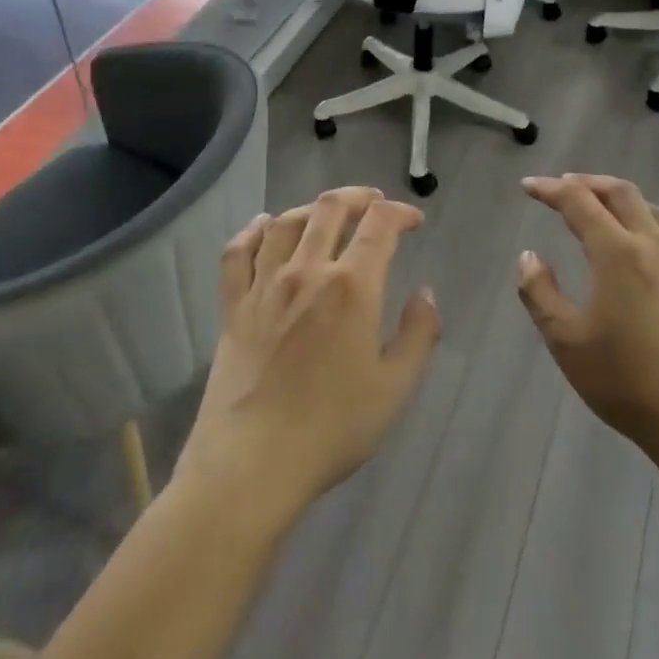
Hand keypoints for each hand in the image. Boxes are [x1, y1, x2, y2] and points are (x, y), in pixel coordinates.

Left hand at [178, 187, 440, 523]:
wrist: (253, 462)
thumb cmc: (332, 427)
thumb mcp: (395, 388)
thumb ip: (419, 334)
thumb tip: (425, 294)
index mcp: (351, 287)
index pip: (379, 225)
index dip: (400, 213)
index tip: (414, 221)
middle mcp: (306, 271)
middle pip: (329, 209)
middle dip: (358, 197)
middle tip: (375, 203)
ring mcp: (263, 286)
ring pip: (285, 222)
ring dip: (312, 208)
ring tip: (328, 214)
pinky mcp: (233, 306)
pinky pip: (237, 252)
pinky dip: (252, 230)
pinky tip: (263, 225)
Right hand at [516, 174, 658, 451]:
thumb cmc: (626, 382)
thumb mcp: (566, 341)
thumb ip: (540, 293)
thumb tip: (529, 257)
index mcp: (617, 253)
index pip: (579, 203)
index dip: (550, 189)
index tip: (528, 186)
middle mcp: (654, 245)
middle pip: (621, 193)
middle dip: (587, 183)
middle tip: (561, 187)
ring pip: (653, 209)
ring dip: (622, 198)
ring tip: (602, 206)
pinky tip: (656, 234)